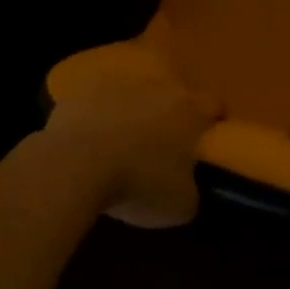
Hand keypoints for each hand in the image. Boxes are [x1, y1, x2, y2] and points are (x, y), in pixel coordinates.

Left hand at [42, 65, 219, 227]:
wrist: (75, 166)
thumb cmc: (139, 184)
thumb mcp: (181, 205)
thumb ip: (191, 189)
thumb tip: (186, 185)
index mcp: (189, 110)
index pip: (213, 104)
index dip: (214, 120)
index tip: (208, 137)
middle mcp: (157, 87)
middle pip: (171, 94)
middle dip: (169, 114)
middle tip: (162, 144)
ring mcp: (117, 84)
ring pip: (132, 94)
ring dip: (131, 112)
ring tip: (120, 143)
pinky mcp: (81, 90)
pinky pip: (95, 101)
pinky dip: (95, 117)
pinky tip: (86, 141)